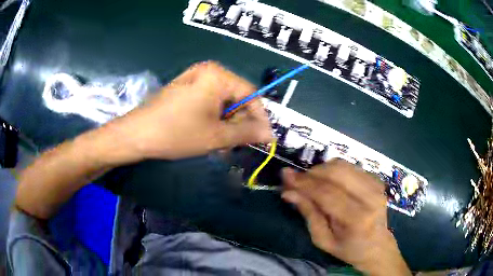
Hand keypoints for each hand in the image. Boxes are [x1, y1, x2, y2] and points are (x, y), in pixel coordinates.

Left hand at [101, 61, 271, 161]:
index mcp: (218, 75)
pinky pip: (208, 102)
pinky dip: (213, 119)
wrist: (136, 134)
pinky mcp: (185, 88)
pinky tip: (208, 135)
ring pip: (222, 103)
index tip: (263, 138)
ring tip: (221, 145)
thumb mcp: (216, 136)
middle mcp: (208, 71)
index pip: (251, 94)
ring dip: (226, 124)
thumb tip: (270, 134)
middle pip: (236, 97)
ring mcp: (194, 79)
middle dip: (239, 123)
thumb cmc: (177, 133)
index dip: (259, 117)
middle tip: (237, 145)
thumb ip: (247, 133)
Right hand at [282, 160, 410, 275]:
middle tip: (297, 179)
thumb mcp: (323, 239)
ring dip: (322, 169)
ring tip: (311, 181)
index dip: (304, 183)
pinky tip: (329, 181)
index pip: (326, 193)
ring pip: (343, 165)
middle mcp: (369, 197)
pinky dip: (334, 170)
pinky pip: (351, 166)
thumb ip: (308, 213)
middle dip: (312, 172)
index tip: (285, 176)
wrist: (377, 246)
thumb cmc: (348, 249)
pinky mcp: (376, 180)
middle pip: (336, 172)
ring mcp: (376, 186)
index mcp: (357, 219)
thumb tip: (289, 192)